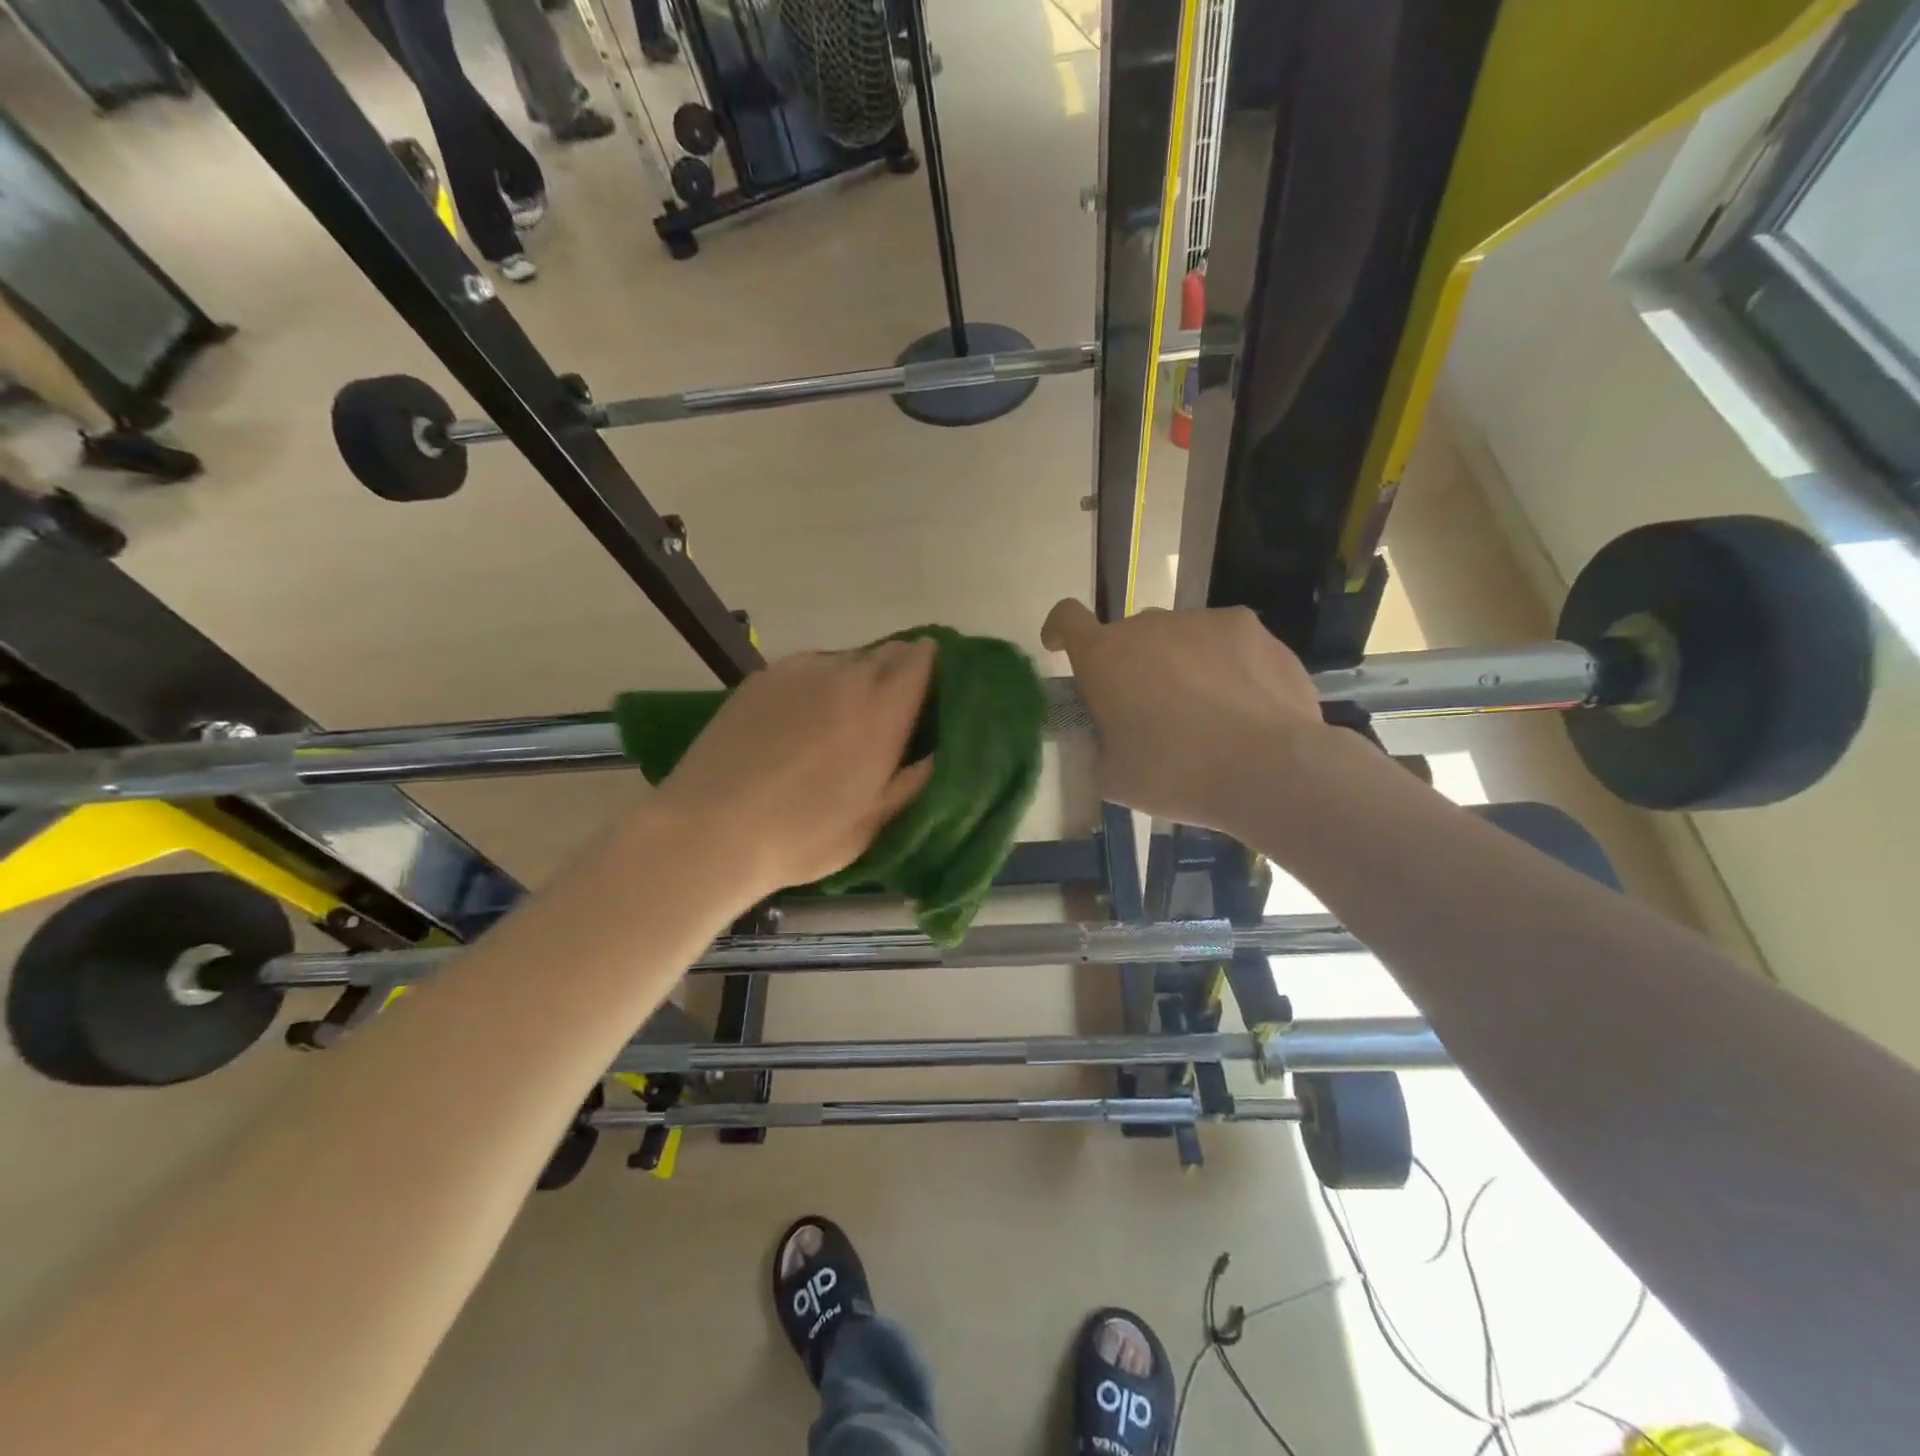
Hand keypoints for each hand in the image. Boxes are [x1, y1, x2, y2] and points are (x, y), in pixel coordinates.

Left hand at [651, 639, 936, 895]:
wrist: (709, 831)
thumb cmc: (803, 836)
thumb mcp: (874, 820)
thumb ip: (916, 778)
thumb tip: (944, 749)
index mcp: (882, 709)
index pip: (924, 657)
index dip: (936, 669)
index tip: (936, 696)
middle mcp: (845, 675)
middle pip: (889, 652)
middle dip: (900, 676)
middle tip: (894, 718)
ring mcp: (799, 670)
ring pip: (847, 660)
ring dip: (858, 682)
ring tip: (841, 725)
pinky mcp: (762, 677)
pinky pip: (808, 669)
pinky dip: (819, 686)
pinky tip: (800, 726)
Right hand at [1041, 600, 1328, 831]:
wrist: (1268, 769)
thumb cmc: (1175, 775)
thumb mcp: (1113, 777)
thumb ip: (1098, 744)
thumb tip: (1108, 737)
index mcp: (1104, 657)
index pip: (1067, 618)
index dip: (1061, 629)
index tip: (1063, 646)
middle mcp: (1148, 625)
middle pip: (1129, 636)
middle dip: (1132, 665)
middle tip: (1151, 712)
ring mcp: (1201, 620)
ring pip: (1178, 637)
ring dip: (1180, 663)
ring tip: (1207, 712)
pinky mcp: (1249, 627)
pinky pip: (1223, 641)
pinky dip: (1224, 664)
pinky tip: (1243, 703)